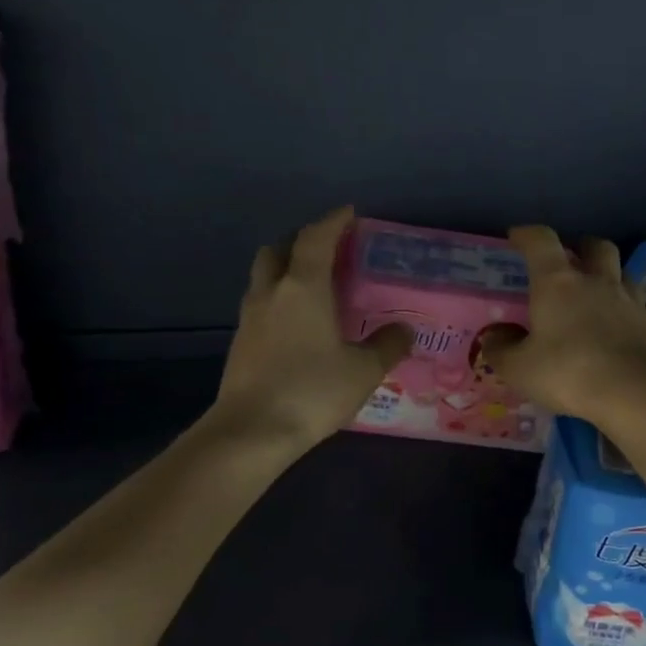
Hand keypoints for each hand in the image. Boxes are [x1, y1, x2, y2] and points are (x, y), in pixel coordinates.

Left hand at [209, 206, 412, 451]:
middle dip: (302, 241)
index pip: (317, 238)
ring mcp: (250, 318)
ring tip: (314, 286)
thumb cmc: (312, 390)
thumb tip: (405, 330)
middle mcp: (272, 293)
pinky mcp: (240, 343)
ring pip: (265, 277)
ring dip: (286, 270)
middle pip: (279, 249)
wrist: (251, 432)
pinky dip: (279, 300)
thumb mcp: (364, 370)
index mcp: (304, 287)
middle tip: (328, 250)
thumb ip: (387, 345)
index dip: (333, 221)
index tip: (350, 213)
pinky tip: (298, 323)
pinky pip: (261, 305)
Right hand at [483, 226, 645, 425]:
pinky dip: (641, 312)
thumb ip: (501, 349)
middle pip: (596, 246)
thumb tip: (493, 336)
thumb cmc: (568, 373)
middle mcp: (598, 282)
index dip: (528, 235)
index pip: (541, 242)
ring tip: (601, 291)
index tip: (517, 237)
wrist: (634, 393)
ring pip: (626, 273)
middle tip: (571, 259)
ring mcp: (632, 302)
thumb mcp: (519, 368)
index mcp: (559, 283)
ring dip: (613, 275)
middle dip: (582, 247)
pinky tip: (634, 324)